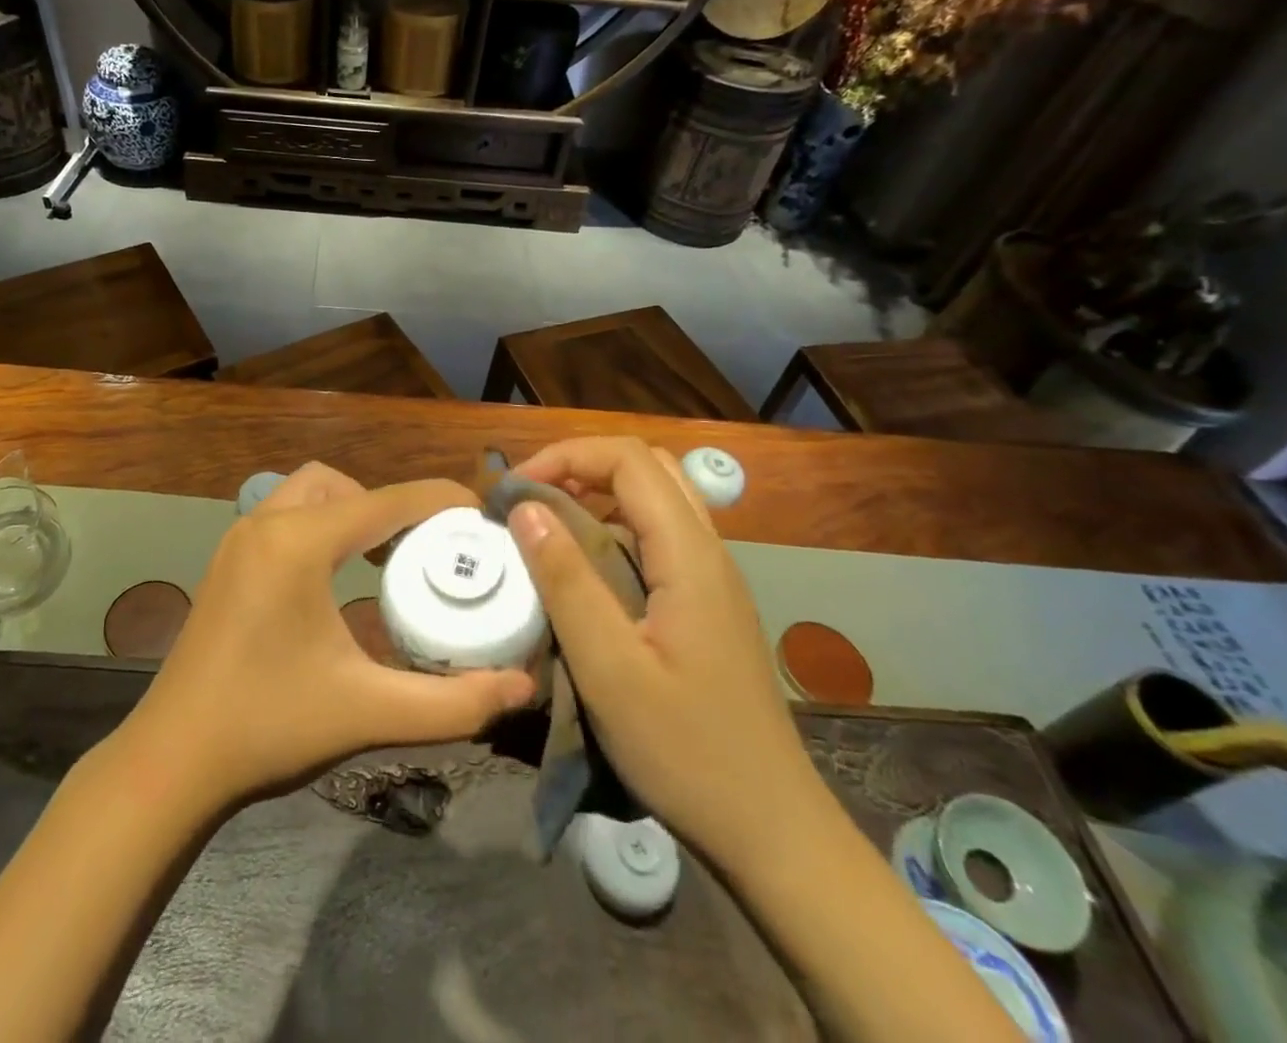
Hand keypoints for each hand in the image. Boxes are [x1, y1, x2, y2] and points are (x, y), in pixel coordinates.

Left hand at [121, 463, 535, 810]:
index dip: (439, 500)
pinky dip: (322, 527)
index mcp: (297, 543)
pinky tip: (339, 577)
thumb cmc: (268, 728)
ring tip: (387, 560)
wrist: (172, 762)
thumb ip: (453, 702)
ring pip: (309, 494)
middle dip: (388, 506)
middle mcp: (265, 524)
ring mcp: (239, 540)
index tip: (482, 515)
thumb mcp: (368, 711)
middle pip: (342, 485)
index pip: (385, 501)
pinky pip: (286, 517)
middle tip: (424, 549)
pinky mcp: (228, 562)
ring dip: (351, 512)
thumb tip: (522, 688)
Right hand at [507, 438, 817, 859]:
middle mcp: (707, 551)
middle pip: (646, 468)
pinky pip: (658, 536)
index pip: (628, 460)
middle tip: (530, 500)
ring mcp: (712, 578)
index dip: (566, 456)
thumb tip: (525, 506)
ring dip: (597, 494)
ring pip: (655, 499)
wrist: (771, 831)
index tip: (515, 490)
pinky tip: (585, 569)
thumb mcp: (609, 668)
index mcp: (688, 555)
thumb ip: (565, 580)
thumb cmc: (686, 751)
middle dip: (580, 466)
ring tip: (548, 526)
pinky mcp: (706, 603)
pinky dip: (613, 527)